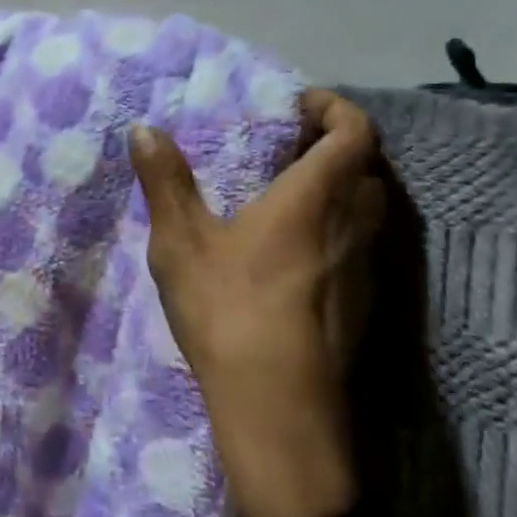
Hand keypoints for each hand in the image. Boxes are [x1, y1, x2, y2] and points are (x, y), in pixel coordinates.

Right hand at [131, 90, 386, 516]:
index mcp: (315, 198)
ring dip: (342, 187)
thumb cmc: (229, 311)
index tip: (300, 105)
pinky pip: (362, 244)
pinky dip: (340, 227)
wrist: (279, 410)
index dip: (336, 107)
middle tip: (291, 145)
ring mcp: (366, 269)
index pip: (355, 132)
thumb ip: (165, 181)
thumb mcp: (181, 242)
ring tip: (290, 193)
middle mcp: (353, 225)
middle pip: (369, 167)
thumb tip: (145, 129)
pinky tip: (296, 250)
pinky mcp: (365, 305)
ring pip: (370, 209)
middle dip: (338, 144)